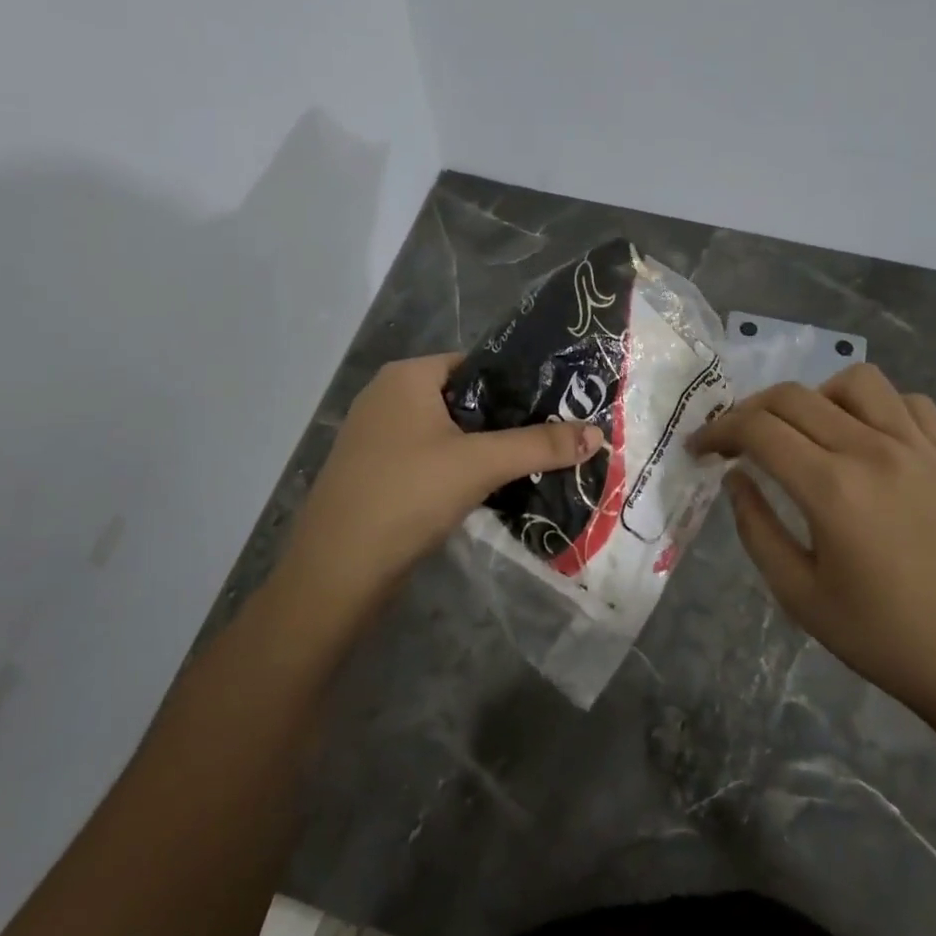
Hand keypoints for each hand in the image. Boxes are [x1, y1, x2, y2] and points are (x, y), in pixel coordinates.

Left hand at [281, 354, 602, 602]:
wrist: (337, 571)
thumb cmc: (407, 496)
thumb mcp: (480, 464)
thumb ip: (540, 446)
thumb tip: (598, 433)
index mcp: (407, 376)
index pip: (477, 364)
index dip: (518, 384)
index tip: (558, 407)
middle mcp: (387, 395)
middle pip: (464, 398)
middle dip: (505, 421)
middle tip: (552, 439)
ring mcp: (376, 435)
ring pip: (446, 431)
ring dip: (483, 448)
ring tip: (529, 464)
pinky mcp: (375, 470)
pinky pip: (428, 456)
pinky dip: (457, 468)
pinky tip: (486, 489)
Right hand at [689, 363, 935, 728]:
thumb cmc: (882, 638)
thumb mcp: (798, 594)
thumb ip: (756, 527)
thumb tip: (735, 478)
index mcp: (831, 489)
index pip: (757, 429)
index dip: (718, 431)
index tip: (700, 449)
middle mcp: (873, 451)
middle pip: (794, 396)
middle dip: (750, 410)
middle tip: (737, 441)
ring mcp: (920, 448)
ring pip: (855, 381)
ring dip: (816, 397)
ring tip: (807, 433)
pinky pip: (909, 402)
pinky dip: (877, 407)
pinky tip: (867, 439)